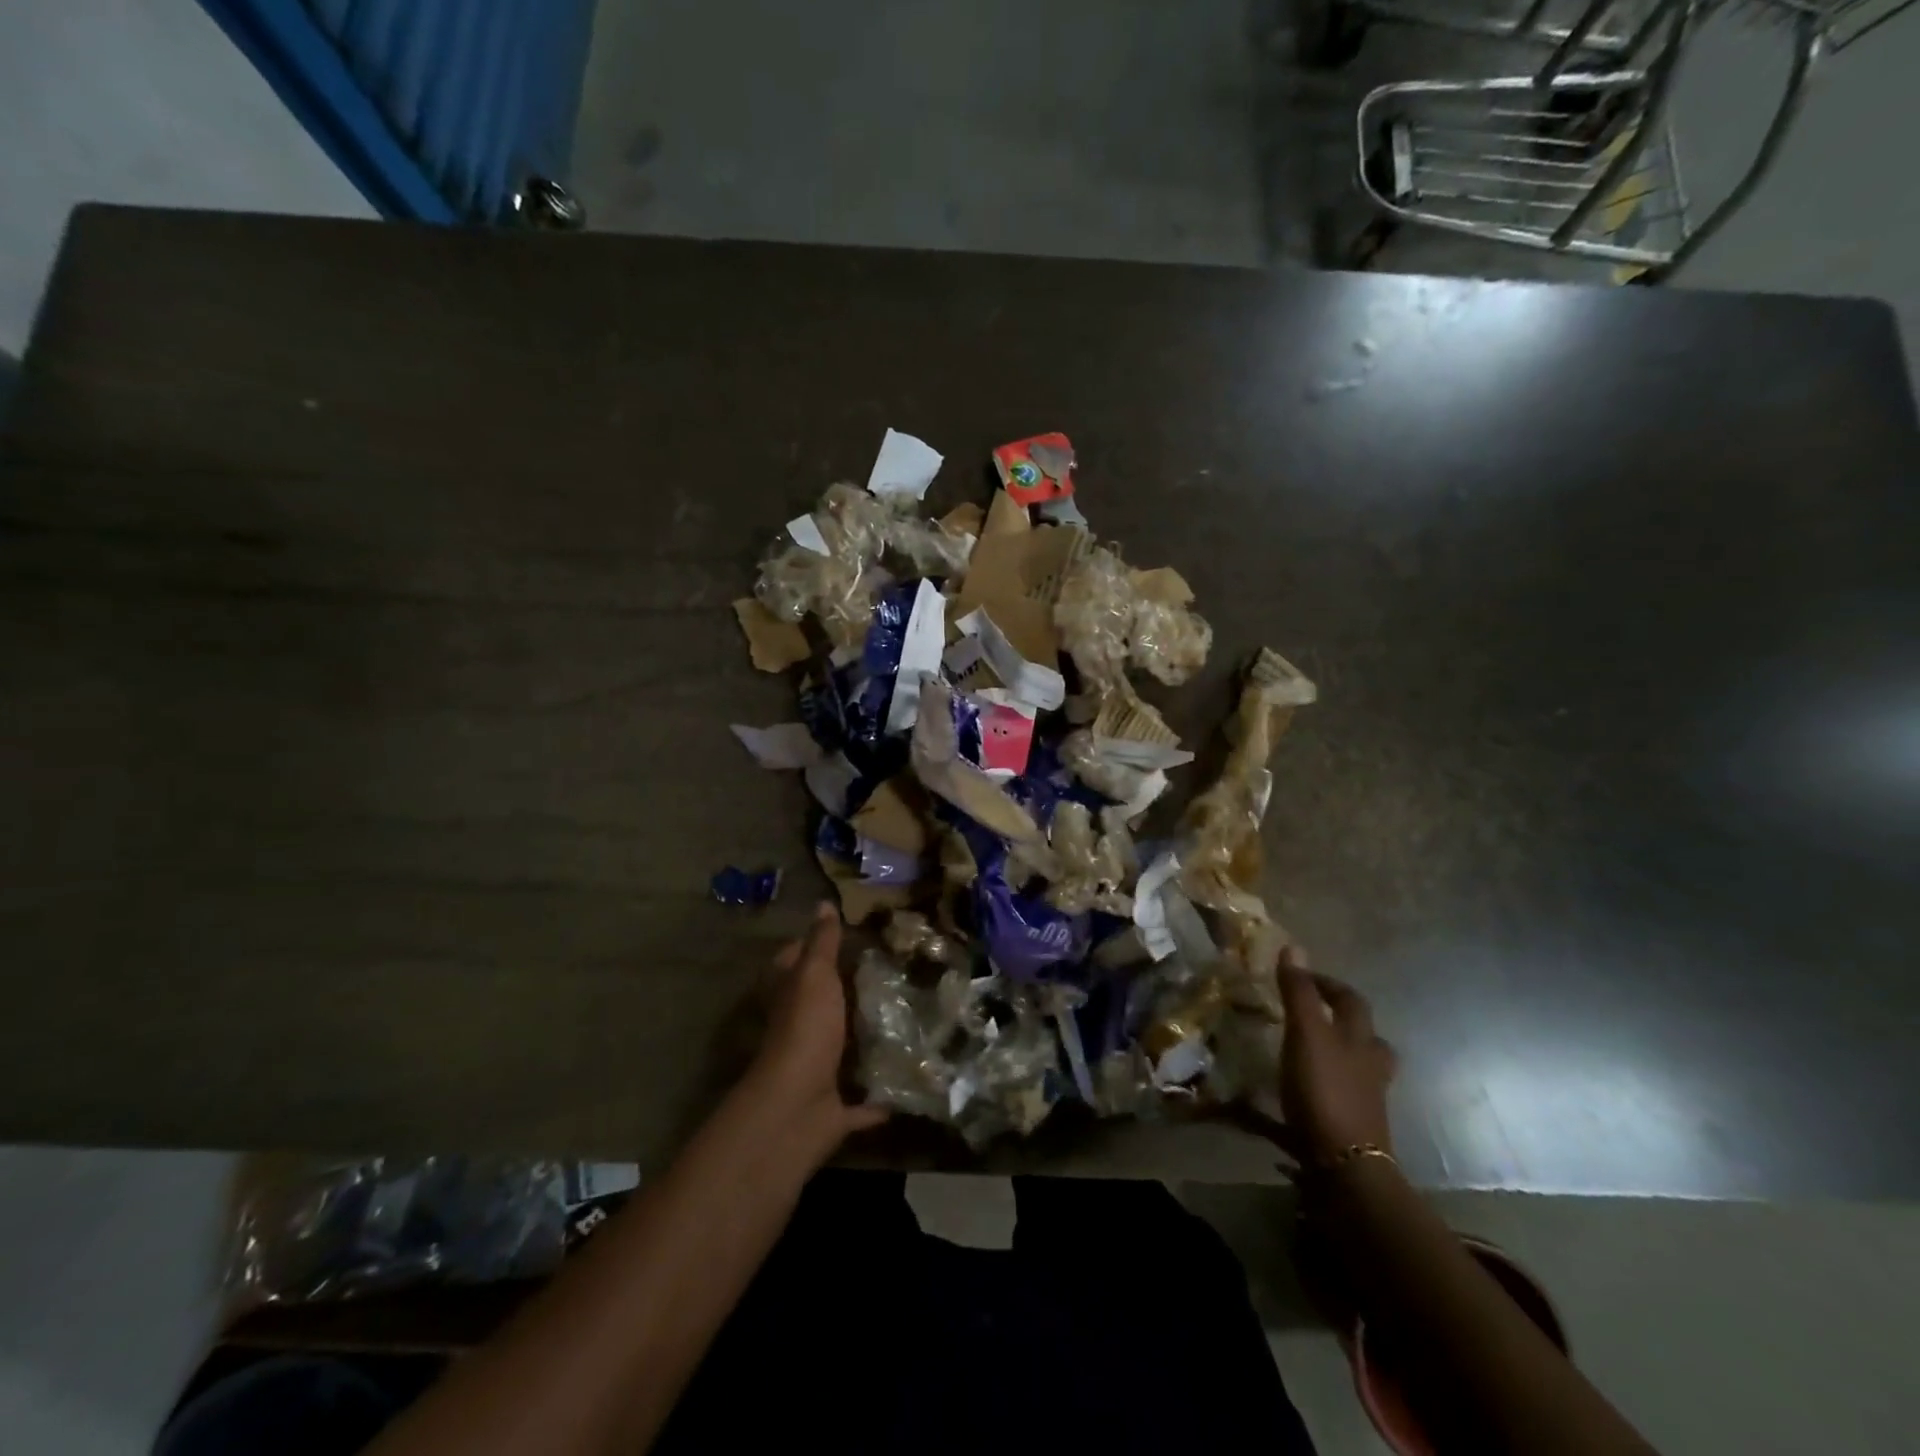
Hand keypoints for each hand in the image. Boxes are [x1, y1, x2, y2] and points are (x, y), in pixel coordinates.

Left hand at [747, 902, 888, 1164]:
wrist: (798, 1106)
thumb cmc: (805, 1029)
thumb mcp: (814, 975)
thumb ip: (822, 942)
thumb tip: (823, 903)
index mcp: (790, 998)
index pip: (795, 962)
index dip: (815, 946)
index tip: (854, 935)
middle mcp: (800, 1031)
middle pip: (823, 1005)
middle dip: (852, 993)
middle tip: (897, 972)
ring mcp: (817, 1070)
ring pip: (844, 1050)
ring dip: (869, 1042)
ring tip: (913, 1017)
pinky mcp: (837, 1106)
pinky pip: (865, 1099)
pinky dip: (883, 1095)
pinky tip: (914, 1078)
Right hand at [1276, 947, 1396, 1164]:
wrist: (1344, 1164)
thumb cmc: (1325, 1089)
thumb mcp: (1306, 1033)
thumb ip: (1298, 993)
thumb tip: (1294, 947)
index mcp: (1359, 1039)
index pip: (1350, 1000)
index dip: (1327, 983)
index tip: (1300, 976)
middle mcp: (1368, 1066)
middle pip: (1366, 1037)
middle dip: (1342, 1022)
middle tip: (1312, 1015)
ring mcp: (1364, 1099)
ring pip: (1357, 1069)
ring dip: (1336, 1056)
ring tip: (1307, 1052)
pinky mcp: (1350, 1126)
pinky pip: (1337, 1097)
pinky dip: (1320, 1089)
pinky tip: (1299, 1093)